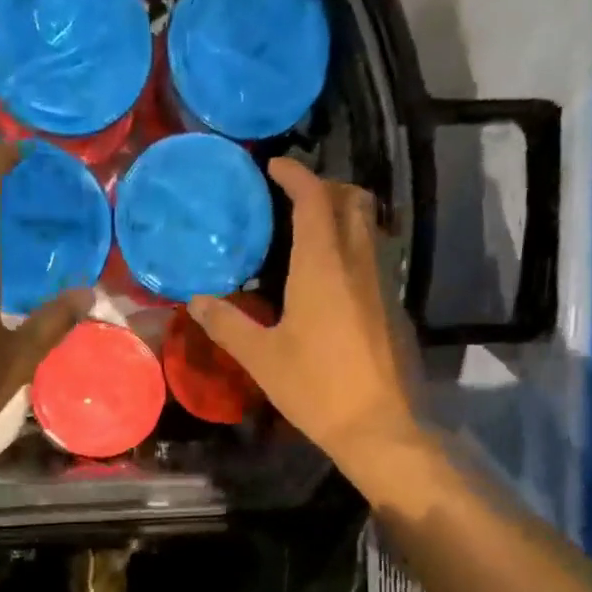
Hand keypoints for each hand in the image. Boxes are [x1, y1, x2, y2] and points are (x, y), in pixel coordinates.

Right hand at [187, 158, 418, 470]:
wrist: (377, 425)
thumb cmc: (314, 387)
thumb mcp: (261, 357)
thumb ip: (227, 324)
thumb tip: (197, 301)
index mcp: (322, 265)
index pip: (314, 199)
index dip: (295, 175)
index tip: (275, 167)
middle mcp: (358, 262)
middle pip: (352, 200)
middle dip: (326, 186)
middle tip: (294, 196)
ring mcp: (382, 283)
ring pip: (369, 227)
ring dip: (343, 214)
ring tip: (309, 231)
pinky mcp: (394, 306)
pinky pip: (374, 256)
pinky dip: (352, 246)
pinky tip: (331, 278)